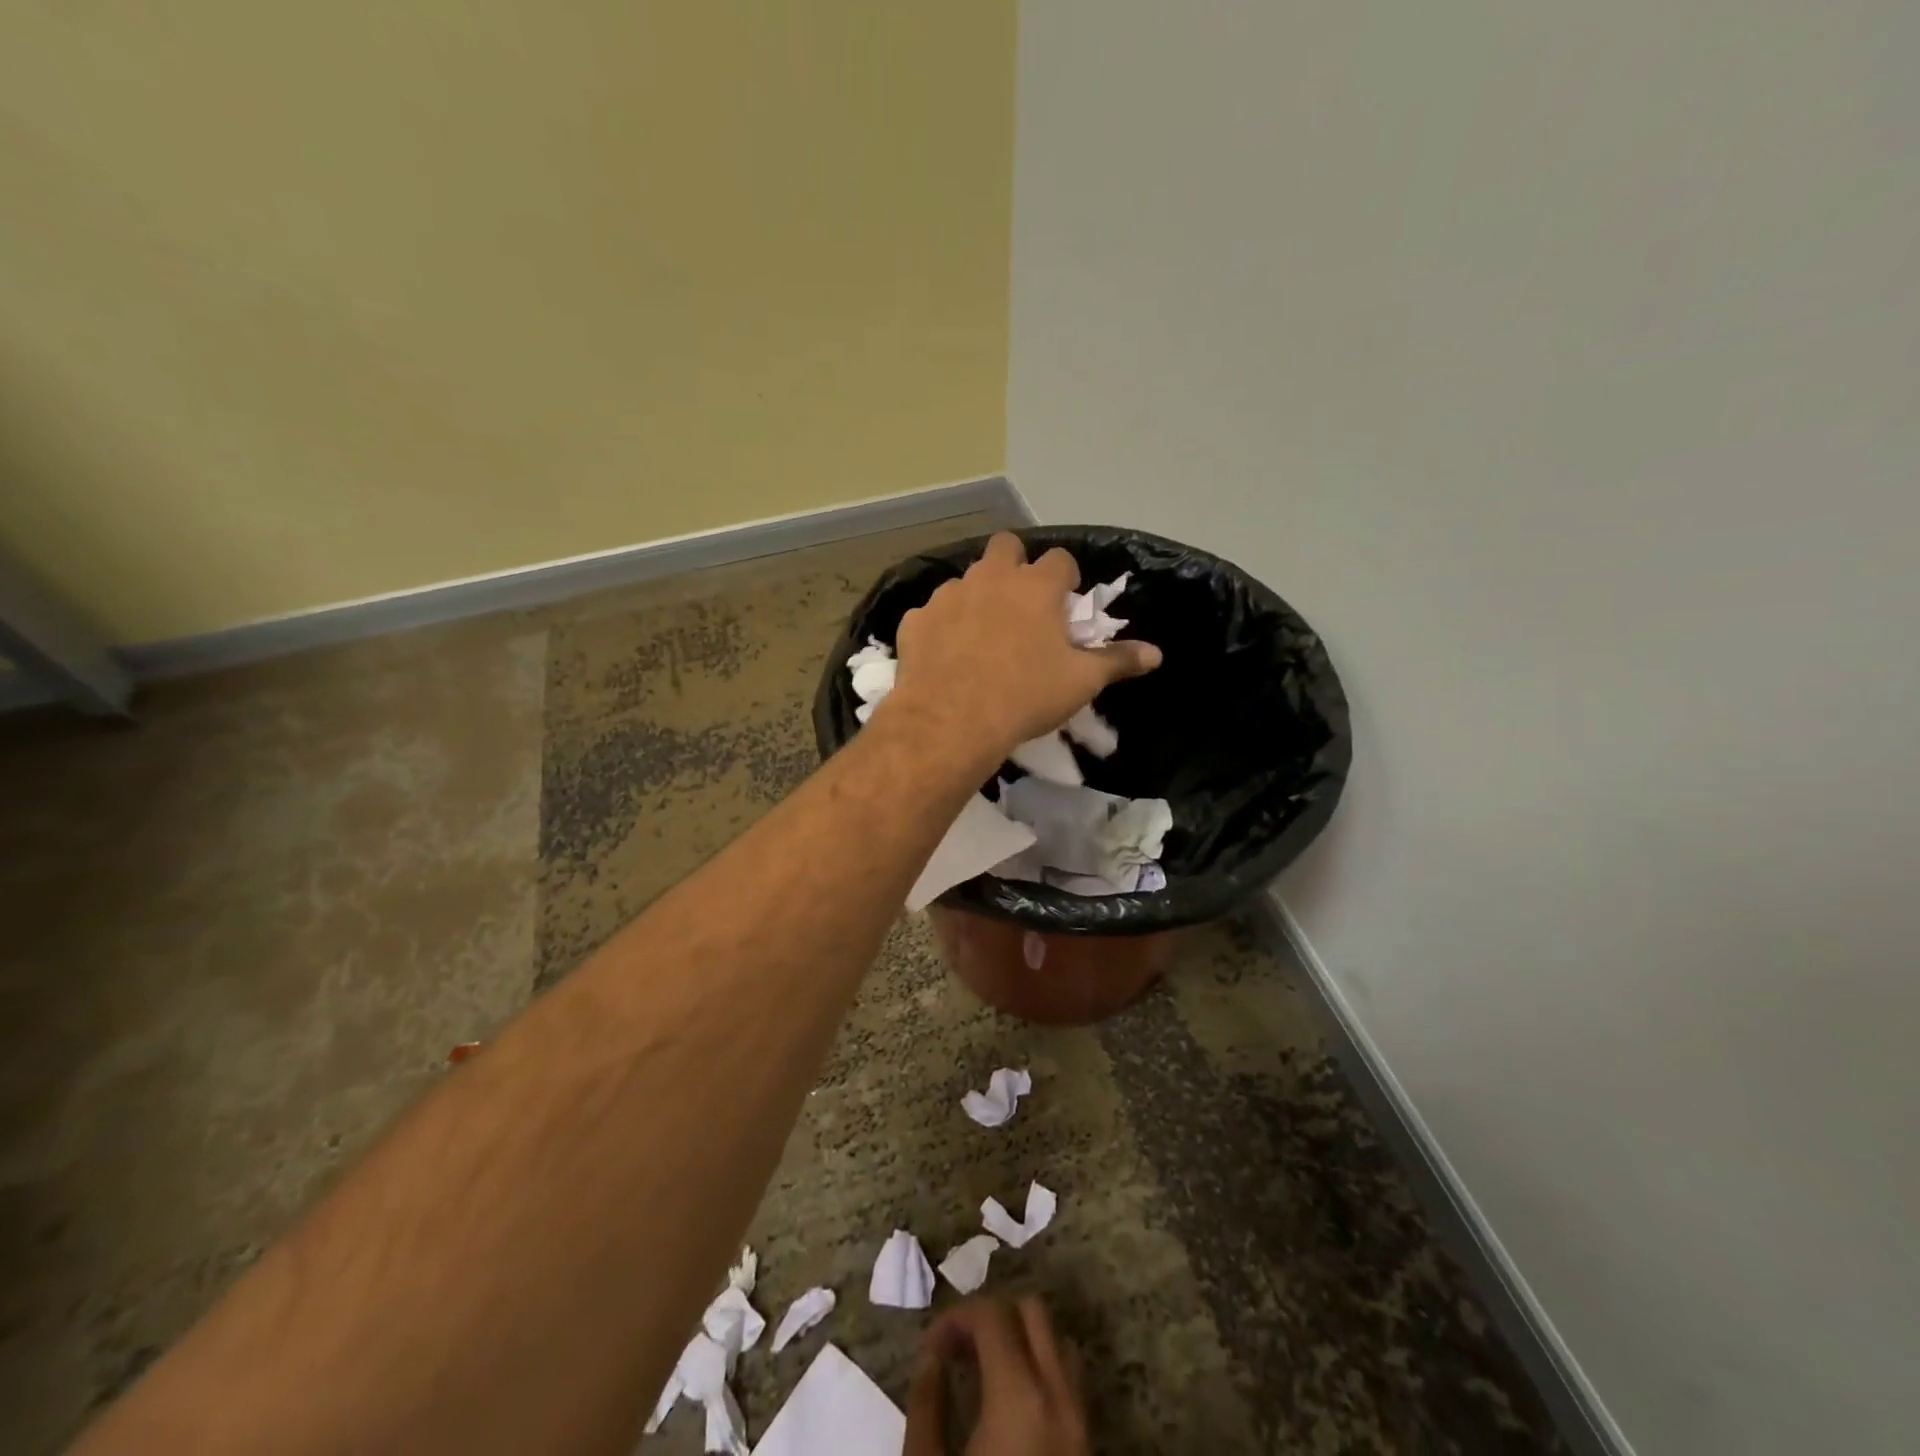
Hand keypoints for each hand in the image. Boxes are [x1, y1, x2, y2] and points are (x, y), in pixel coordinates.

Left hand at [887, 532, 1161, 768]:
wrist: (951, 720)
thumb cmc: (1025, 696)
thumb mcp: (1080, 682)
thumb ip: (1117, 661)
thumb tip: (1156, 654)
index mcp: (1036, 587)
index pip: (1059, 559)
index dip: (1065, 577)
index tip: (1065, 601)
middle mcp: (991, 578)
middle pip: (1006, 546)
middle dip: (1016, 564)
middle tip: (1020, 603)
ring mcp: (949, 595)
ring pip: (966, 579)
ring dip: (977, 596)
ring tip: (981, 633)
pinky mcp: (916, 620)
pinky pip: (931, 613)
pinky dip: (941, 626)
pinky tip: (945, 653)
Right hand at [904, 1296, 1089, 1455]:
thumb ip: (927, 1404)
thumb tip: (931, 1355)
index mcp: (1020, 1394)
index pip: (991, 1314)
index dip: (956, 1316)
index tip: (930, 1346)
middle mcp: (1059, 1393)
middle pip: (1032, 1310)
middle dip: (991, 1315)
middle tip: (958, 1347)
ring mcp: (1082, 1417)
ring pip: (1057, 1338)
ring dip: (1021, 1335)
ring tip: (985, 1366)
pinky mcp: (1090, 1441)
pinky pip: (1070, 1376)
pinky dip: (1042, 1363)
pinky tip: (1011, 1394)